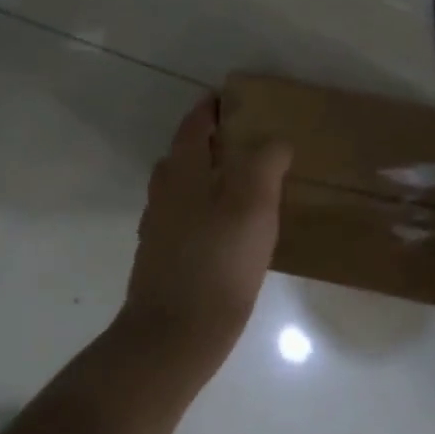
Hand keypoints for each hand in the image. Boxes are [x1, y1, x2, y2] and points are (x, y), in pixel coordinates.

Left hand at [117, 94, 292, 372]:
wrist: (174, 334)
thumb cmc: (218, 261)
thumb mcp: (253, 203)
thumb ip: (264, 162)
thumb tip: (274, 141)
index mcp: (182, 171)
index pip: (194, 124)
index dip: (211, 108)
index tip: (233, 99)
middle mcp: (164, 192)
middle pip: (184, 154)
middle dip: (210, 142)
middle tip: (248, 142)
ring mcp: (160, 227)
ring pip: (183, 188)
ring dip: (207, 177)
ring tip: (245, 186)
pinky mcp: (164, 258)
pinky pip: (186, 219)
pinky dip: (205, 211)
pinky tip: (229, 231)